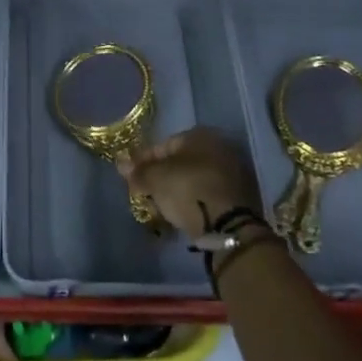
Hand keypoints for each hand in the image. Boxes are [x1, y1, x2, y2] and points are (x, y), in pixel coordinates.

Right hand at [116, 128, 261, 240]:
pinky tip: (182, 214)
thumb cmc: (188, 190)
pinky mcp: (240, 195)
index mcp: (199, 135)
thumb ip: (138, 171)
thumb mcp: (155, 179)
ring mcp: (233, 171)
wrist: (229, 225)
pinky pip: (207, 194)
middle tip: (144, 194)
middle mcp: (219, 146)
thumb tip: (121, 163)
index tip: (130, 178)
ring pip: (194, 179)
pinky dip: (194, 201)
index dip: (143, 162)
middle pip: (180, 163)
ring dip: (177, 190)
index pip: (162, 146)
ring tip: (161, 207)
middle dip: (161, 177)